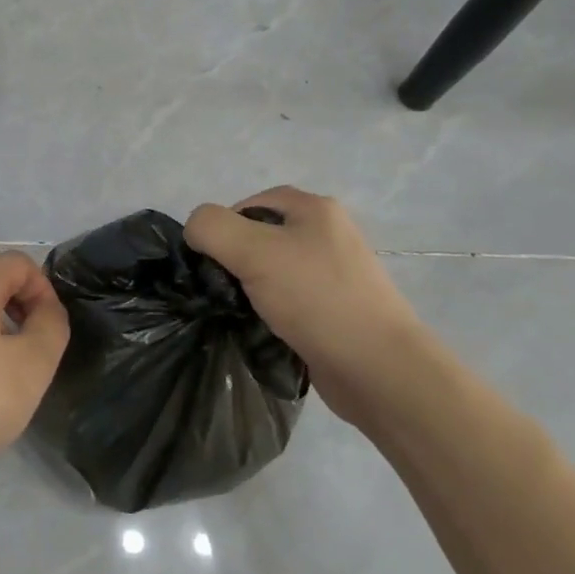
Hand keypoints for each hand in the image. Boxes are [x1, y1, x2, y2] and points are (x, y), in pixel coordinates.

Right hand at [186, 187, 428, 429]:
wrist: (379, 370)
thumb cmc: (316, 299)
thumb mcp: (252, 250)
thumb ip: (212, 227)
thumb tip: (195, 231)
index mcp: (314, 208)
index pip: (248, 203)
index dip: (223, 228)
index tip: (213, 262)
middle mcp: (326, 233)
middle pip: (259, 236)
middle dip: (235, 260)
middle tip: (224, 288)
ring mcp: (334, 273)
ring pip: (271, 270)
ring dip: (250, 289)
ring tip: (241, 312)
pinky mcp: (335, 309)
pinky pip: (288, 300)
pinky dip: (270, 311)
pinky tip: (262, 330)